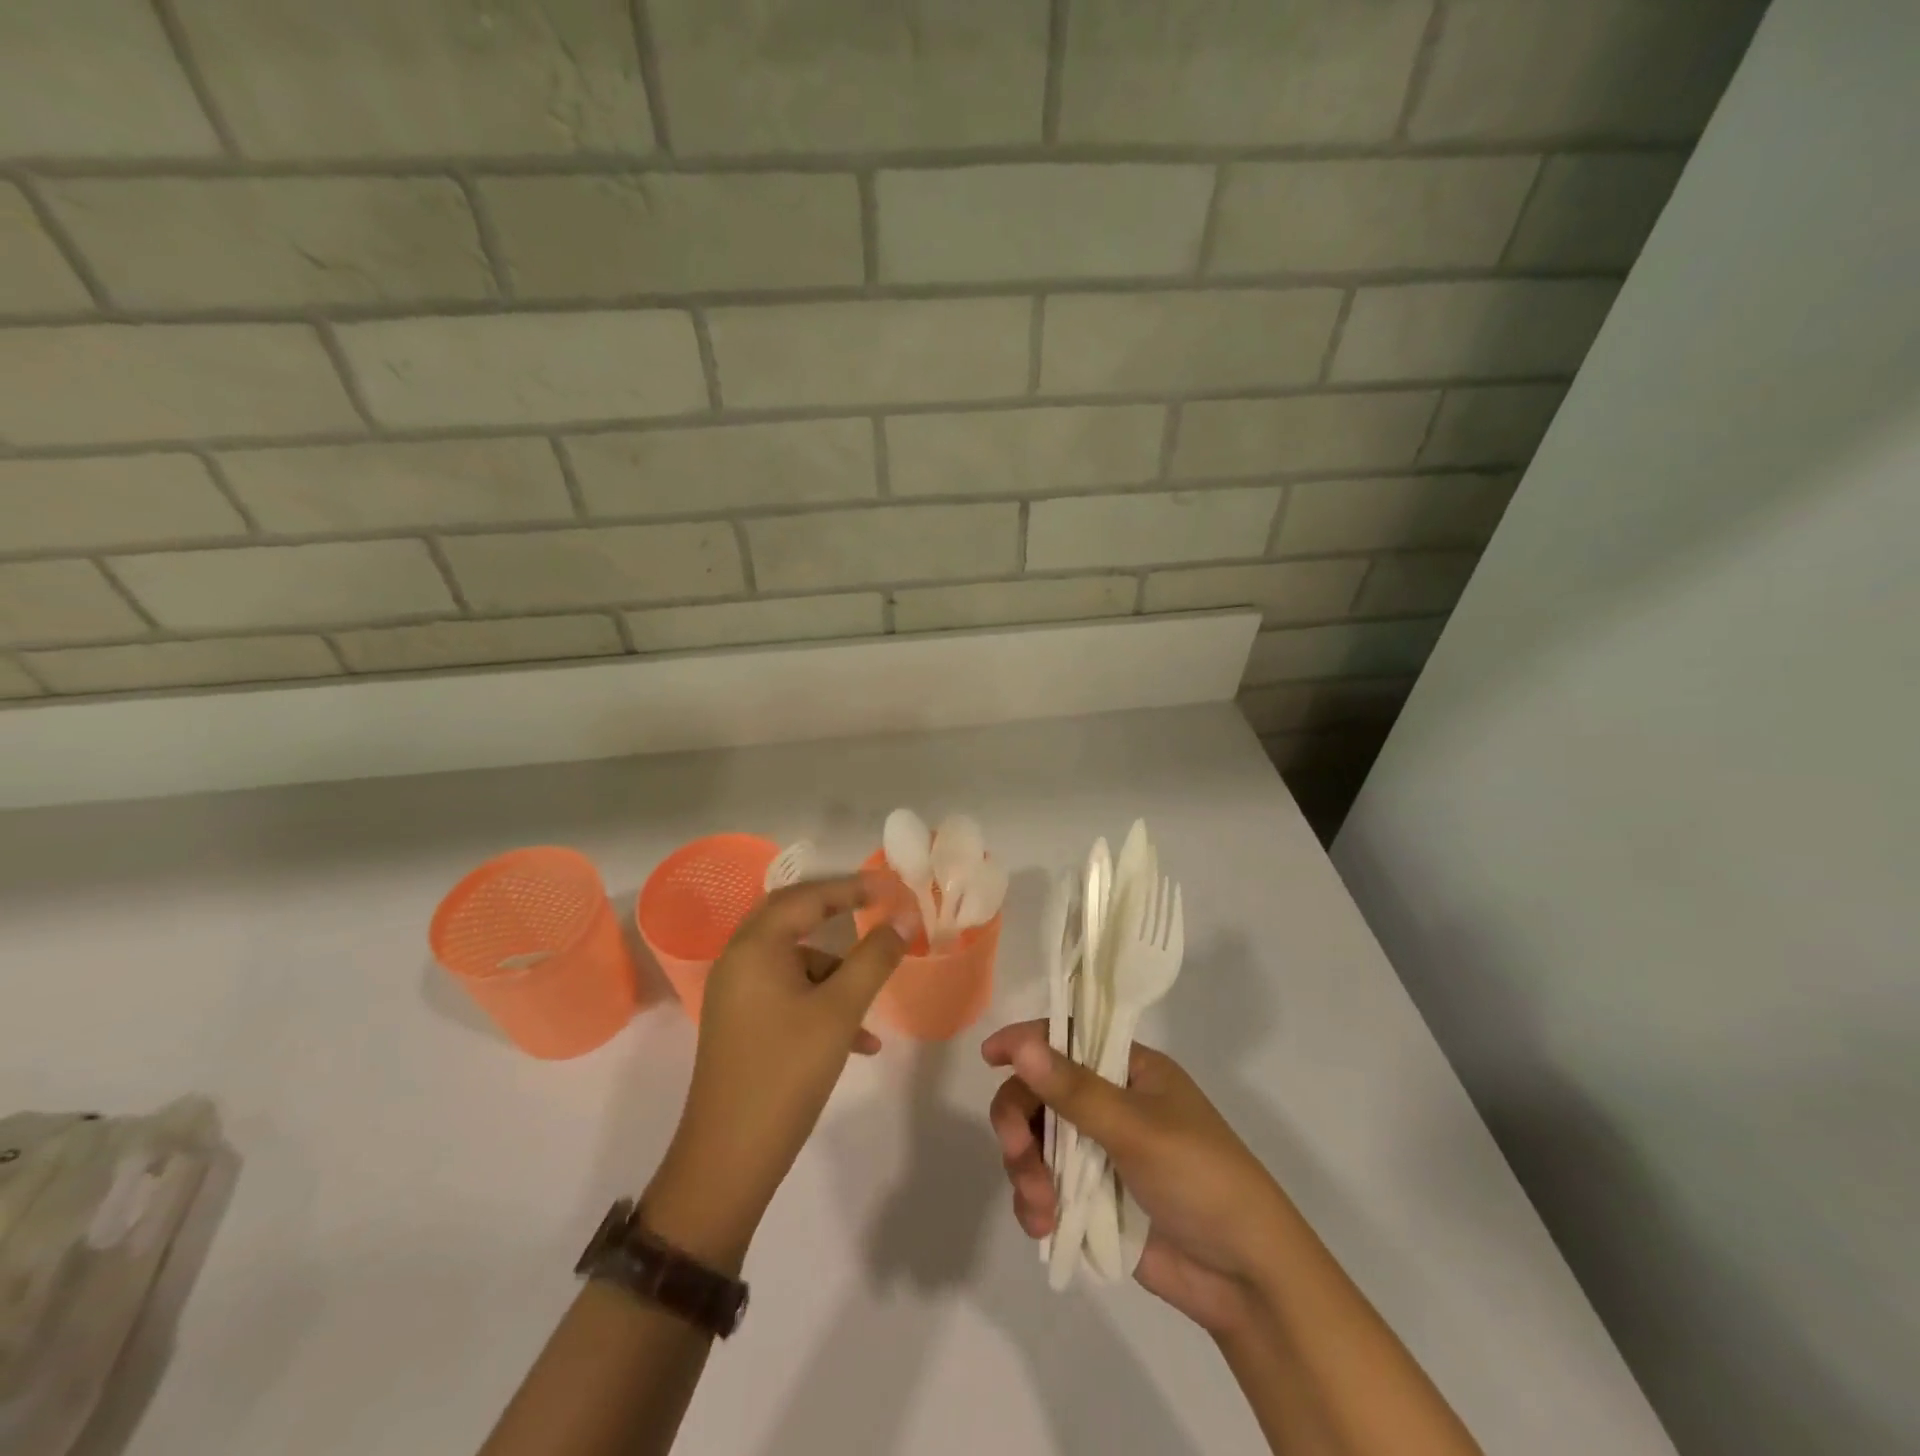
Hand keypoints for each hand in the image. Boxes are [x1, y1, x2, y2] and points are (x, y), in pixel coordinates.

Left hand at [643, 875, 913, 1268]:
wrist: (728, 1160)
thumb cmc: (787, 1072)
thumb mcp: (841, 1011)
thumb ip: (874, 958)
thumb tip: (904, 919)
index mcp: (755, 947)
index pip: (807, 896)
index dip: (851, 887)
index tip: (890, 887)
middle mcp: (739, 960)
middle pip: (795, 920)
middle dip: (839, 916)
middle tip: (878, 911)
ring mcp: (736, 993)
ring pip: (795, 963)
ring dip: (837, 975)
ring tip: (872, 1011)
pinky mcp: (741, 1023)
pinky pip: (787, 994)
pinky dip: (822, 1004)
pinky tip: (857, 1042)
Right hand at [982, 1020, 1292, 1336]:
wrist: (1245, 1278)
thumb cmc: (1200, 1178)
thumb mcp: (1137, 1128)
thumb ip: (1075, 1090)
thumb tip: (1021, 1043)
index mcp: (1129, 1069)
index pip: (1068, 1037)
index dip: (1028, 1041)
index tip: (990, 1056)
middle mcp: (1110, 1102)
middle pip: (1041, 1092)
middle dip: (1020, 1123)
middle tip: (1017, 1153)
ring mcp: (1099, 1152)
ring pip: (1036, 1142)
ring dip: (1025, 1169)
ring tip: (1040, 1206)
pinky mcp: (1092, 1198)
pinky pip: (1044, 1185)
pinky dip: (1034, 1201)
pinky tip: (1042, 1225)